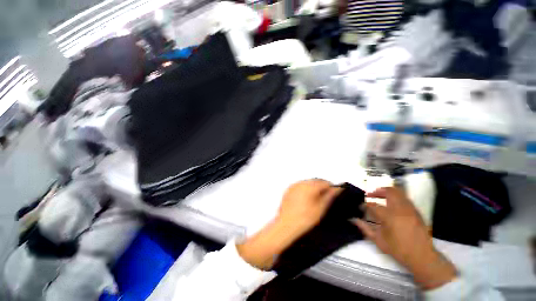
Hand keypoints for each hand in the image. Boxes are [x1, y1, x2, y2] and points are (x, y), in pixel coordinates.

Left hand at [237, 179, 341, 269]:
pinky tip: (306, 199)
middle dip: (322, 187)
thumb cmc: (304, 219)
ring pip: (308, 183)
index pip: (324, 182)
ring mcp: (294, 185)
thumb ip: (329, 196)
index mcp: (310, 186)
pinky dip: (305, 189)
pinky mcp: (289, 189)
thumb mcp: (320, 208)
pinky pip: (300, 186)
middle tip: (326, 197)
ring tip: (316, 199)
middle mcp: (301, 183)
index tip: (334, 193)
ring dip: (314, 188)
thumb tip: (336, 189)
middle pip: (315, 181)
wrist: (286, 225)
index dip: (331, 187)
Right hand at [355, 187, 456, 289]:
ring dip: (387, 192)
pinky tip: (392, 204)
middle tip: (371, 194)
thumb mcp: (379, 241)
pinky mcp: (416, 212)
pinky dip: (396, 197)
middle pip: (389, 191)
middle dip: (378, 191)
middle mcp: (400, 209)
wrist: (423, 257)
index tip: (361, 207)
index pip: (373, 205)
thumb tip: (353, 220)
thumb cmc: (399, 250)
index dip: (365, 205)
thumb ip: (365, 228)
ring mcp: (410, 209)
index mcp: (389, 216)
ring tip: (381, 196)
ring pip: (399, 193)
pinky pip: (405, 198)